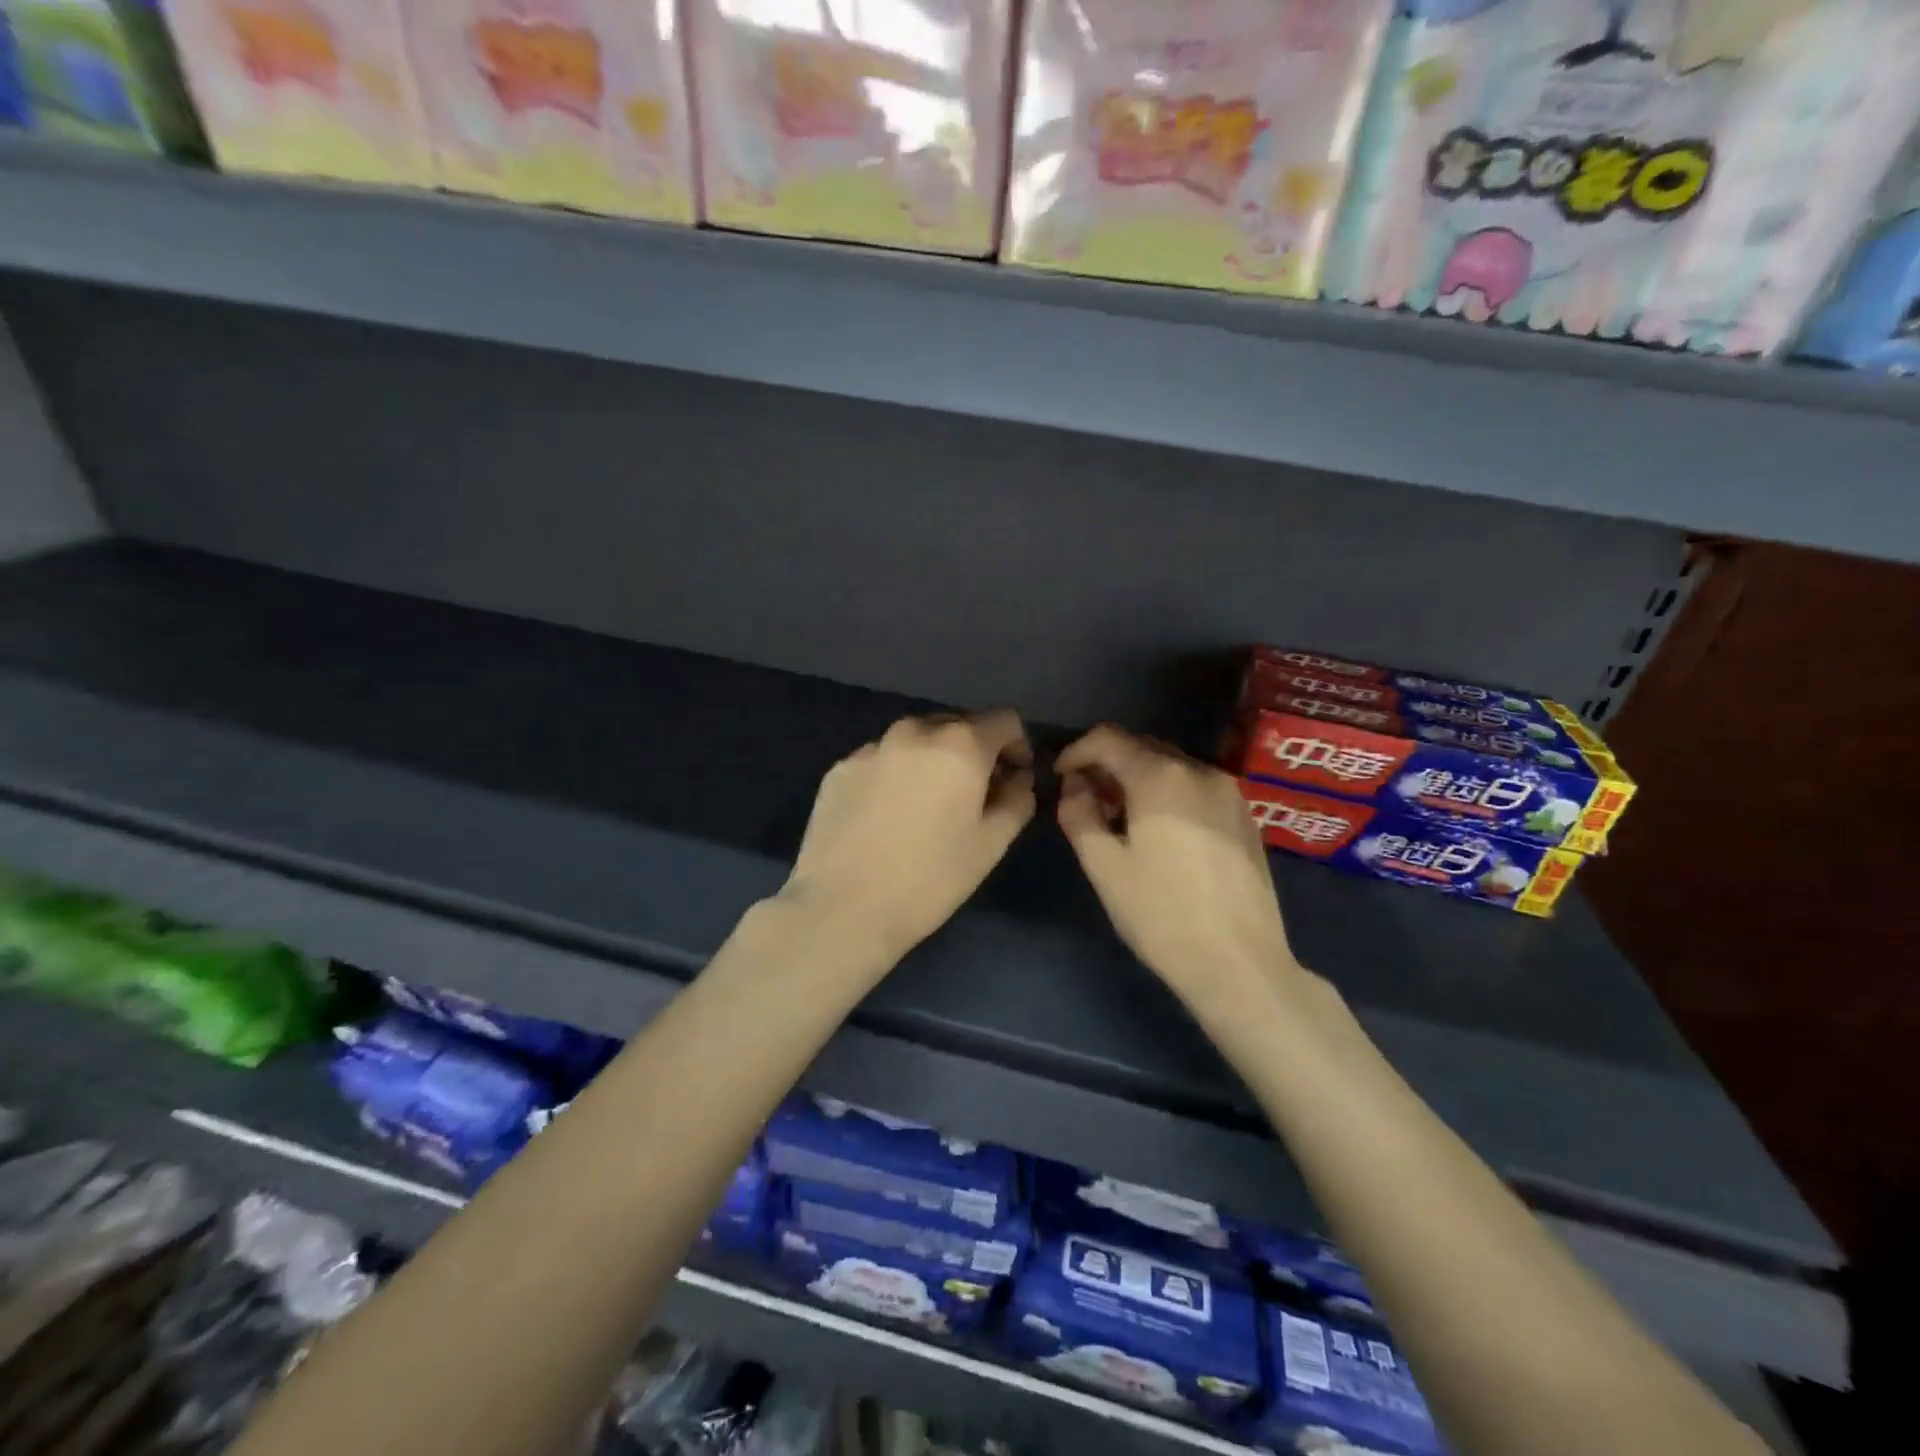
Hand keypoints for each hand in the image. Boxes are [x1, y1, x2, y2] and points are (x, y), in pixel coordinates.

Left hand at [779, 710, 1035, 961]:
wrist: (843, 908)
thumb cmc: (929, 878)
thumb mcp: (990, 845)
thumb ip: (1017, 800)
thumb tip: (1018, 779)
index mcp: (959, 744)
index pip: (1004, 720)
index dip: (1017, 746)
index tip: (1013, 778)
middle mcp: (914, 731)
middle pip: (957, 725)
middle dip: (974, 752)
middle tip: (973, 795)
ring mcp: (871, 747)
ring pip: (916, 740)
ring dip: (932, 760)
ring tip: (927, 805)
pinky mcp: (840, 768)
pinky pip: (881, 759)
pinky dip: (895, 774)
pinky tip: (887, 816)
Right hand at [1056, 724, 1304, 1009]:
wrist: (1239, 964)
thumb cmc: (1161, 914)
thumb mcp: (1104, 866)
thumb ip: (1079, 815)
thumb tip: (1074, 786)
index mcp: (1161, 777)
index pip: (1108, 738)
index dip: (1076, 751)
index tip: (1060, 777)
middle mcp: (1199, 771)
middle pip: (1142, 747)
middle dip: (1107, 764)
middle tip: (1085, 799)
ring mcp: (1229, 793)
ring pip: (1171, 766)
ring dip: (1138, 779)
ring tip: (1120, 817)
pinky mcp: (1245, 817)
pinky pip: (1195, 787)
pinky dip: (1168, 793)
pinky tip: (1160, 832)